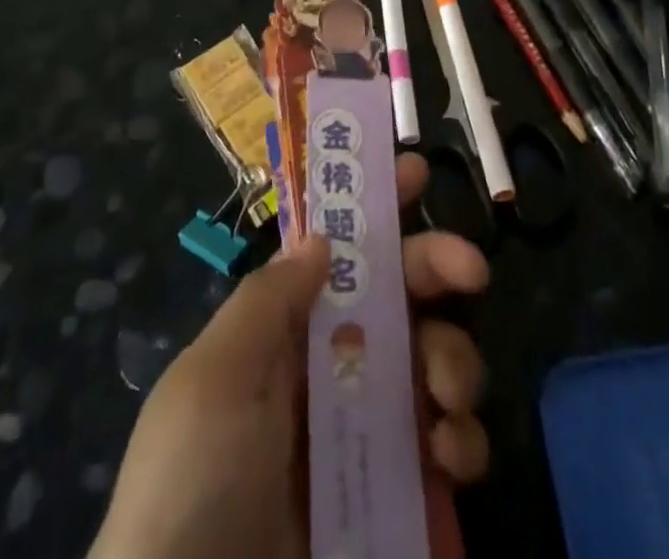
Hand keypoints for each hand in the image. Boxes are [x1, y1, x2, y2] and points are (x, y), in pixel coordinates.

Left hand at [90, 153, 490, 558]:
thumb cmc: (197, 479)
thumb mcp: (213, 376)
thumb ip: (269, 299)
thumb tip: (322, 237)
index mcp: (284, 333)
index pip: (335, 254)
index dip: (373, 210)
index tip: (415, 172)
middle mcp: (330, 370)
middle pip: (398, 296)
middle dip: (437, 268)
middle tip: (471, 270)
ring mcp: (367, 432)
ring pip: (433, 362)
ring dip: (456, 361)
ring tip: (448, 398)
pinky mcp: (398, 496)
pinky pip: (448, 450)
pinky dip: (463, 443)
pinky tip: (451, 458)